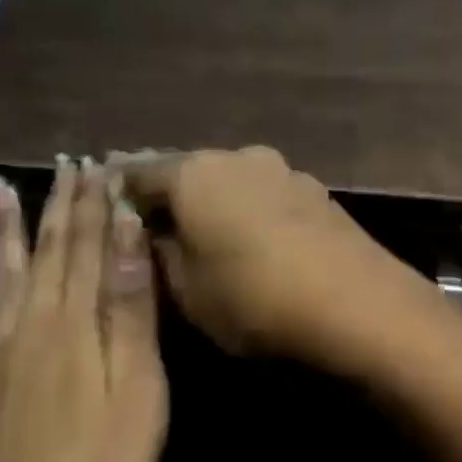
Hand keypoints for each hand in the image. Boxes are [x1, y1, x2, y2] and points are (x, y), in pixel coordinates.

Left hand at [0, 159, 166, 461]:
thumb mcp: (136, 387)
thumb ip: (128, 307)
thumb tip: (124, 231)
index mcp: (73, 323)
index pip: (87, 246)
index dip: (93, 204)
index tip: (98, 164)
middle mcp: (28, 325)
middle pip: (47, 252)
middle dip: (58, 205)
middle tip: (65, 163)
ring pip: (3, 275)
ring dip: (6, 229)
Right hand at [120, 146, 418, 361]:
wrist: (357, 303)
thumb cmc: (255, 298)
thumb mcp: (188, 292)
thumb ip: (160, 257)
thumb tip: (151, 234)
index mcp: (194, 174)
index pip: (138, 172)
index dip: (118, 192)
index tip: (104, 208)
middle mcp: (238, 157)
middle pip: (188, 171)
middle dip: (169, 195)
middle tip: (152, 223)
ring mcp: (284, 171)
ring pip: (231, 181)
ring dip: (214, 202)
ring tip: (204, 233)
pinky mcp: (317, 193)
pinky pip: (266, 196)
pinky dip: (249, 211)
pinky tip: (252, 238)